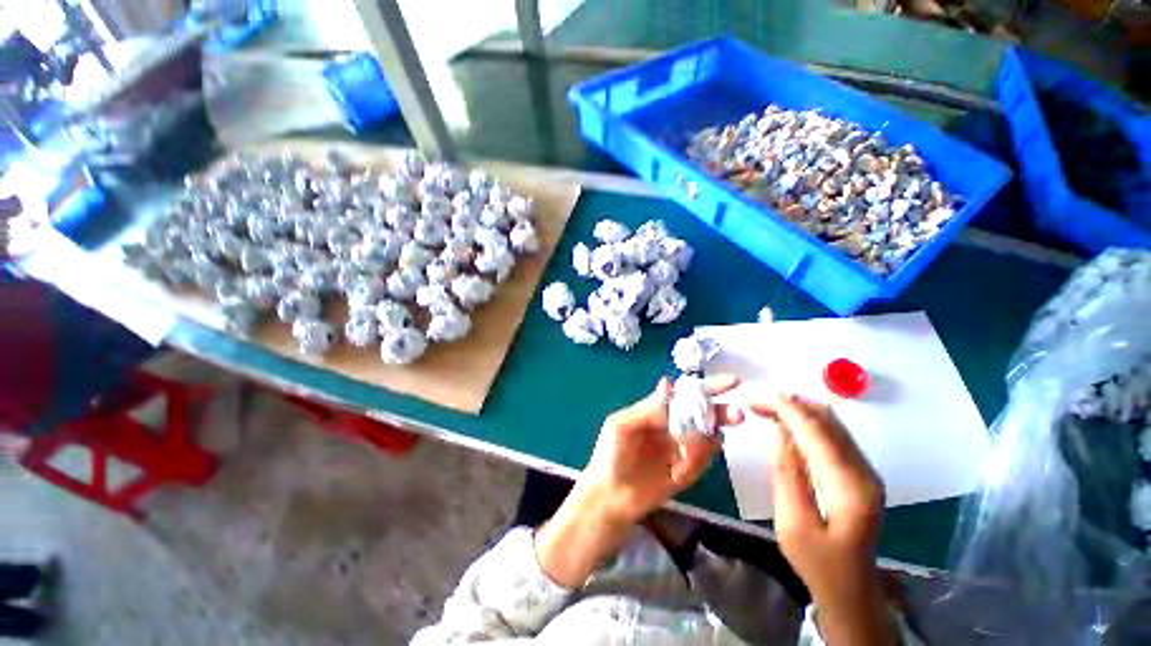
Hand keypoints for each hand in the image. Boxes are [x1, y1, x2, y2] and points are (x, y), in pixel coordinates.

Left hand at [535, 376, 740, 588]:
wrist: (611, 496)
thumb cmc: (611, 454)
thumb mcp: (623, 426)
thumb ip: (647, 407)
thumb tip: (668, 382)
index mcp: (659, 410)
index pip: (687, 393)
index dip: (707, 386)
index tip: (731, 382)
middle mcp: (675, 425)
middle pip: (706, 413)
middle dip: (722, 413)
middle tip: (737, 415)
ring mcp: (684, 448)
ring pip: (709, 438)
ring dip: (705, 444)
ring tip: (683, 459)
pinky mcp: (690, 470)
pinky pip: (704, 462)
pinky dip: (696, 465)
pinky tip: (676, 473)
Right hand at [752, 394, 893, 645]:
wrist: (850, 587)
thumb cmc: (816, 561)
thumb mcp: (791, 523)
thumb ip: (786, 474)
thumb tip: (777, 431)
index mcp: (849, 486)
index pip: (815, 430)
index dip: (784, 407)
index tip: (754, 396)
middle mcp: (864, 471)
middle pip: (827, 420)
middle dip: (788, 403)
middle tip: (754, 402)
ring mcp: (865, 470)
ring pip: (830, 423)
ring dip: (796, 409)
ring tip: (763, 408)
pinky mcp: (858, 471)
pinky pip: (831, 434)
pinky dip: (805, 421)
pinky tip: (784, 423)